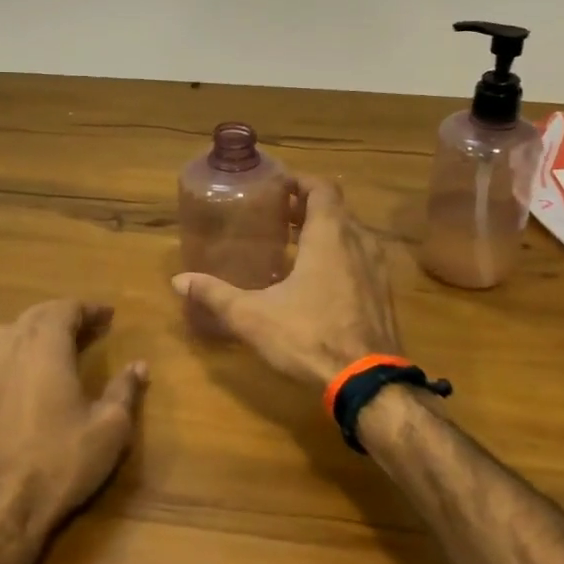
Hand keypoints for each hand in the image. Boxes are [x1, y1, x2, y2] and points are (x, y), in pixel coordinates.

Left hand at [0, 300, 148, 535]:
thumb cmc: (60, 461)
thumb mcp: (109, 427)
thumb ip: (125, 390)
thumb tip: (139, 365)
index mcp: (44, 346)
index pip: (66, 309)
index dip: (89, 309)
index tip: (110, 316)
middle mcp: (10, 348)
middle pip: (36, 315)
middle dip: (65, 316)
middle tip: (91, 327)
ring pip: (10, 332)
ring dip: (37, 330)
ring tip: (60, 344)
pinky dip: (18, 352)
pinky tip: (31, 375)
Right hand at [172, 177, 400, 389]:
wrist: (367, 381)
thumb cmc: (309, 337)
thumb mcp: (253, 317)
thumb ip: (215, 295)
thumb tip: (179, 280)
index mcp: (330, 236)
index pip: (322, 188)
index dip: (301, 182)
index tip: (279, 186)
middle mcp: (359, 242)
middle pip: (336, 210)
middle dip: (308, 208)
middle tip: (278, 216)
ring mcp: (377, 268)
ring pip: (352, 235)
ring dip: (326, 233)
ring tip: (295, 246)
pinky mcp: (384, 293)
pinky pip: (361, 259)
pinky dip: (341, 256)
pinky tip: (319, 281)